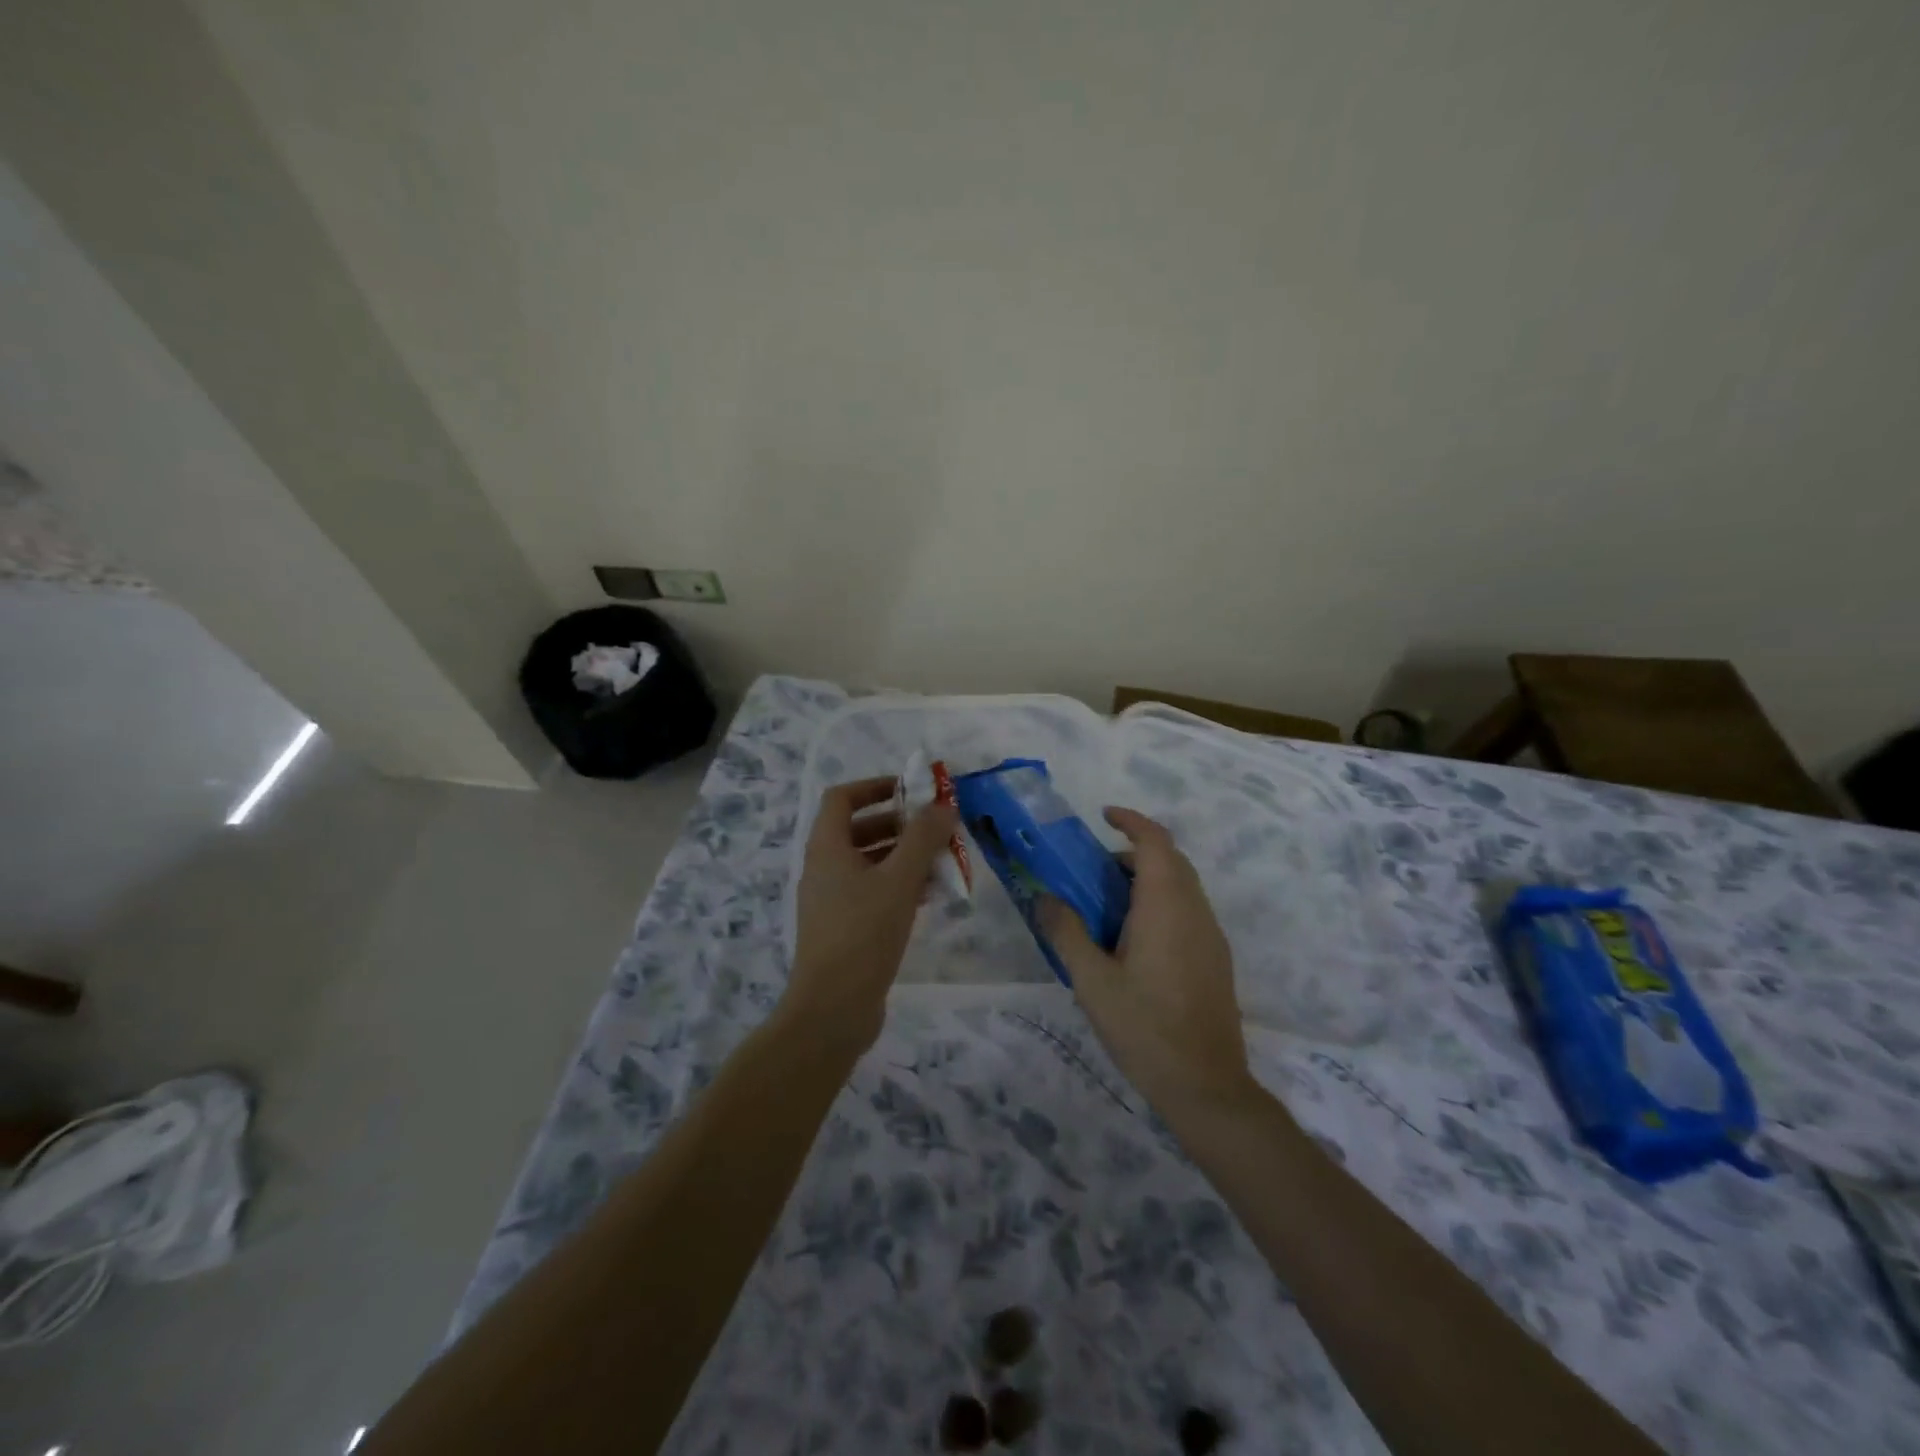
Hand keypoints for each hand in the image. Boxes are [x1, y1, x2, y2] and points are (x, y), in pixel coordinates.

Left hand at [784, 776, 958, 1049]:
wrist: (832, 1009)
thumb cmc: (863, 933)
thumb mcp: (899, 880)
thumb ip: (923, 838)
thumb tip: (943, 805)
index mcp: (827, 847)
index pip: (842, 797)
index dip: (875, 786)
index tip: (911, 791)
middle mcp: (824, 868)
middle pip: (859, 829)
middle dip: (900, 824)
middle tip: (937, 829)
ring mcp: (832, 900)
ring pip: (870, 863)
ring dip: (904, 857)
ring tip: (943, 861)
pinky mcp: (845, 927)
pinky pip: (873, 892)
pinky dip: (899, 886)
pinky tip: (931, 896)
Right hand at [1039, 808, 1256, 1110]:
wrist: (1206, 1085)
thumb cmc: (1144, 1027)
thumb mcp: (1091, 980)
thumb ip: (1066, 931)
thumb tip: (1044, 896)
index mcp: (1166, 905)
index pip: (1155, 840)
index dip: (1131, 820)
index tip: (1102, 816)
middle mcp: (1195, 909)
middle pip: (1169, 860)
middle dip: (1132, 852)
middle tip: (1092, 871)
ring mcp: (1211, 934)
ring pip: (1181, 886)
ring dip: (1147, 879)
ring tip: (1107, 908)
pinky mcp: (1216, 958)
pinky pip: (1188, 910)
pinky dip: (1161, 903)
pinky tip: (1134, 942)